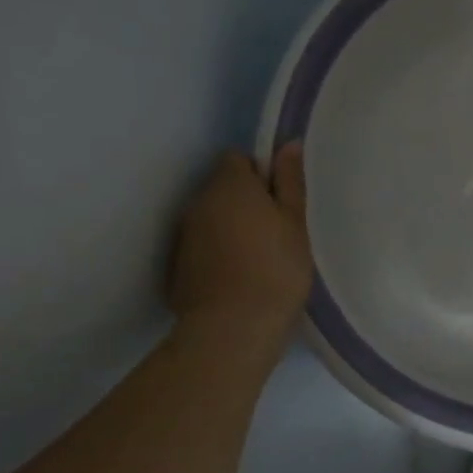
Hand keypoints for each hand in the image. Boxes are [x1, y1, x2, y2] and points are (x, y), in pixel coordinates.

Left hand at [170, 145, 312, 332]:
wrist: (233, 328)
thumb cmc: (276, 269)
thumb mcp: (295, 223)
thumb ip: (290, 182)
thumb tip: (288, 144)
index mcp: (230, 186)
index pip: (238, 159)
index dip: (260, 173)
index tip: (281, 199)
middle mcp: (198, 202)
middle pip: (222, 188)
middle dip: (246, 200)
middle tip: (277, 229)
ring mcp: (183, 235)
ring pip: (210, 217)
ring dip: (231, 226)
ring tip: (259, 256)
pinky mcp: (177, 266)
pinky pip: (201, 245)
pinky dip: (218, 252)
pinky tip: (239, 276)